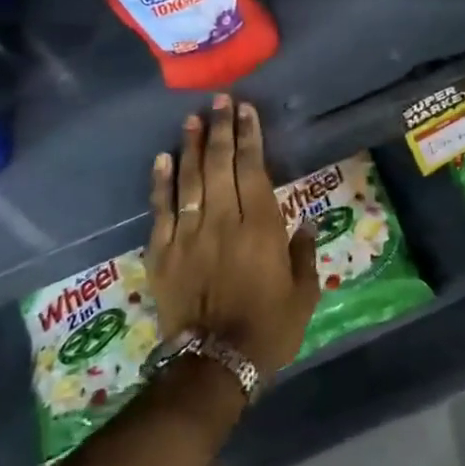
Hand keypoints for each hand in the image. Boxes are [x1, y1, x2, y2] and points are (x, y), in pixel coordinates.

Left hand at [146, 96, 318, 379]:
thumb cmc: (269, 329)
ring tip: (193, 119)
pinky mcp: (162, 252)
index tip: (246, 111)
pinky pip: (161, 209)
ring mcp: (188, 235)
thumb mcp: (303, 293)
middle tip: (220, 101)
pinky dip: (161, 182)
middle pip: (220, 166)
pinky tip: (163, 158)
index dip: (249, 138)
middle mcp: (223, 222)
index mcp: (261, 229)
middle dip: (221, 130)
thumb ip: (303, 253)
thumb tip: (303, 221)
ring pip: (189, 180)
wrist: (215, 364)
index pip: (253, 171)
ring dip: (192, 147)